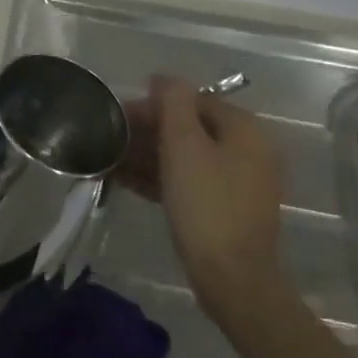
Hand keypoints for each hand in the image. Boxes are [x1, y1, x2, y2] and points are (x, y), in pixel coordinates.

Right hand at [122, 77, 286, 313]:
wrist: (233, 278)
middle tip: (110, 140)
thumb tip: (164, 79)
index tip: (117, 116)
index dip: (152, 105)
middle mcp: (248, 150)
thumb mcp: (184, 145)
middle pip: (189, 128)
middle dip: (148, 132)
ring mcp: (239, 182)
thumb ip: (173, 103)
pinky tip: (126, 182)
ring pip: (186, 157)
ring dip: (148, 156)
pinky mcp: (226, 209)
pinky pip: (189, 182)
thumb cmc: (206, 204)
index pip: (192, 101)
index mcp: (244, 129)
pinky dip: (160, 178)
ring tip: (109, 161)